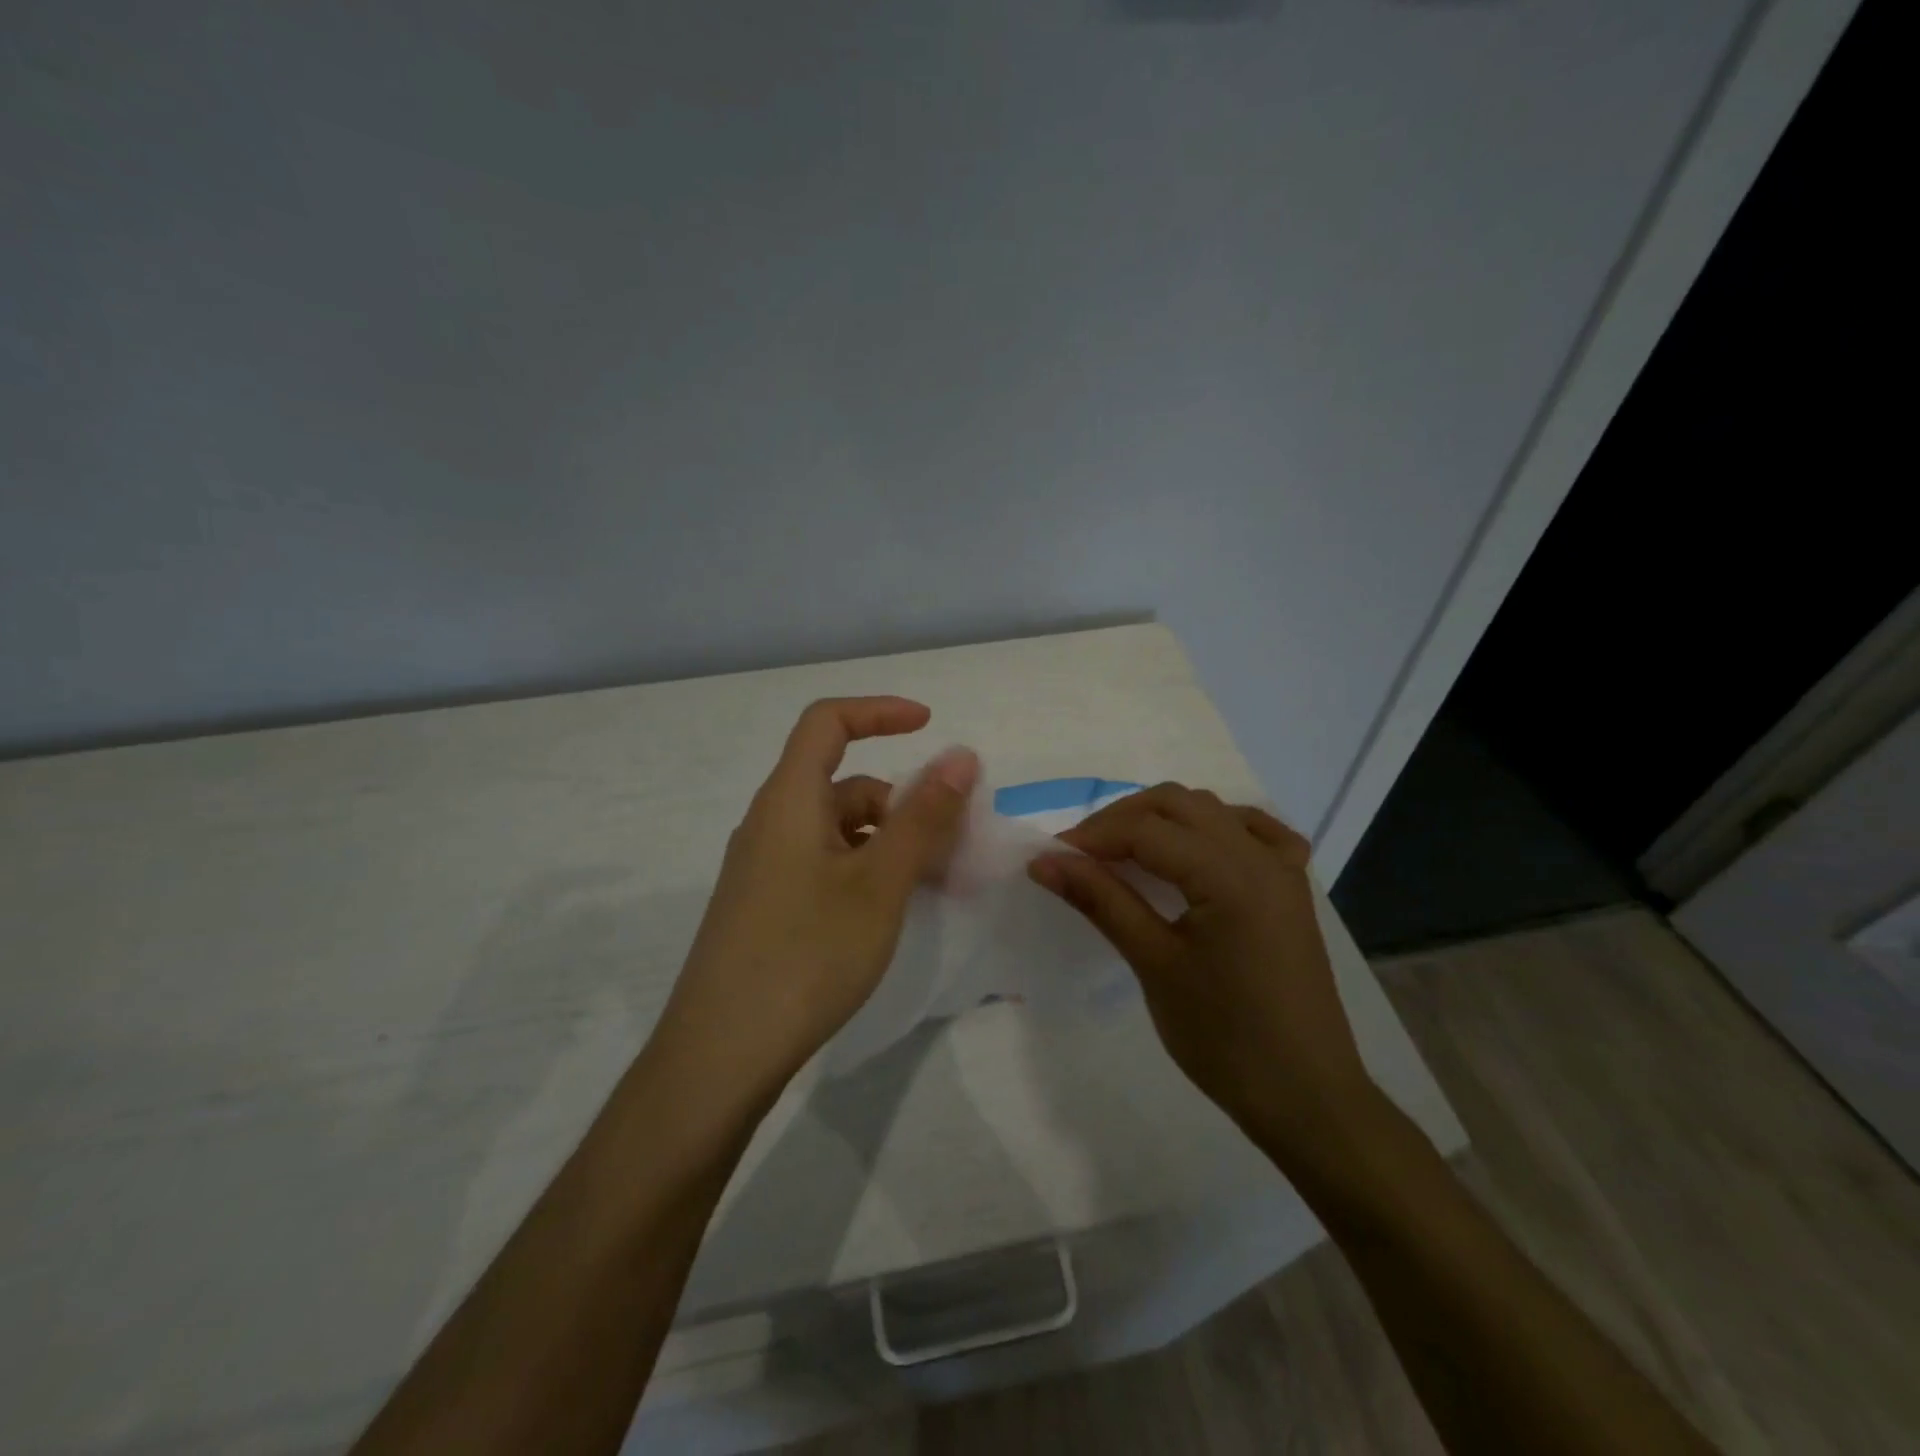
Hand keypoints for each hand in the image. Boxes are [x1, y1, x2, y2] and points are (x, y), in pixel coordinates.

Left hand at [657, 698, 978, 1101]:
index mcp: (789, 800)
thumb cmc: (806, 954)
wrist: (720, 1054)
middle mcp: (771, 823)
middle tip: (956, 840)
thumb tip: (960, 756)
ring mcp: (765, 867)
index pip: (827, 722)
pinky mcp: (767, 905)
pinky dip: (867, 870)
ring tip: (937, 882)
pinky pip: (826, 864)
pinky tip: (894, 909)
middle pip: (844, 783)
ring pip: (839, 830)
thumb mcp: (879, 883)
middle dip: (904, 800)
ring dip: (891, 841)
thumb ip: (923, 816)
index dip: (879, 711)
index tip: (931, 726)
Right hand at [1029, 785, 1376, 1169]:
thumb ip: (1101, 900)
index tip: (1052, 858)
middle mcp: (1260, 856)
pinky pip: (1254, 831)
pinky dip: (1215, 827)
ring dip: (1163, 818)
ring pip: (1212, 811)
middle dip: (1122, 820)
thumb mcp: (1154, 965)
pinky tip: (1196, 848)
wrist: (1305, 1096)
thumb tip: (1046, 862)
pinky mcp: (1292, 888)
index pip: (1147, 830)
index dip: (1093, 837)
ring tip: (1124, 853)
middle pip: (1178, 804)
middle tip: (1082, 856)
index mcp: (1230, 875)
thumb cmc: (1224, 1039)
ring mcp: (1283, 868)